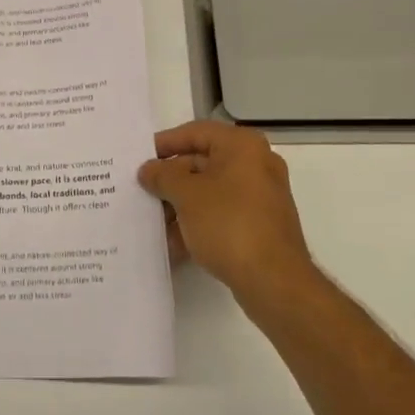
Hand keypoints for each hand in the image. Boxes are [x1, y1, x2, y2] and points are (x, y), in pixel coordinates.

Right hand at [137, 121, 316, 312]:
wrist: (274, 281)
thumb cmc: (228, 224)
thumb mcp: (186, 195)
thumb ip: (162, 176)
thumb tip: (149, 170)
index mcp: (242, 147)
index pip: (195, 132)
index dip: (165, 143)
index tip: (140, 158)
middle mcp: (256, 165)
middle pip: (202, 162)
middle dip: (170, 180)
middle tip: (142, 191)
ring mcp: (260, 197)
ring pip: (210, 192)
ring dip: (180, 206)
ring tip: (152, 222)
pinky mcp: (260, 225)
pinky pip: (221, 215)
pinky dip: (197, 224)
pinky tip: (173, 244)